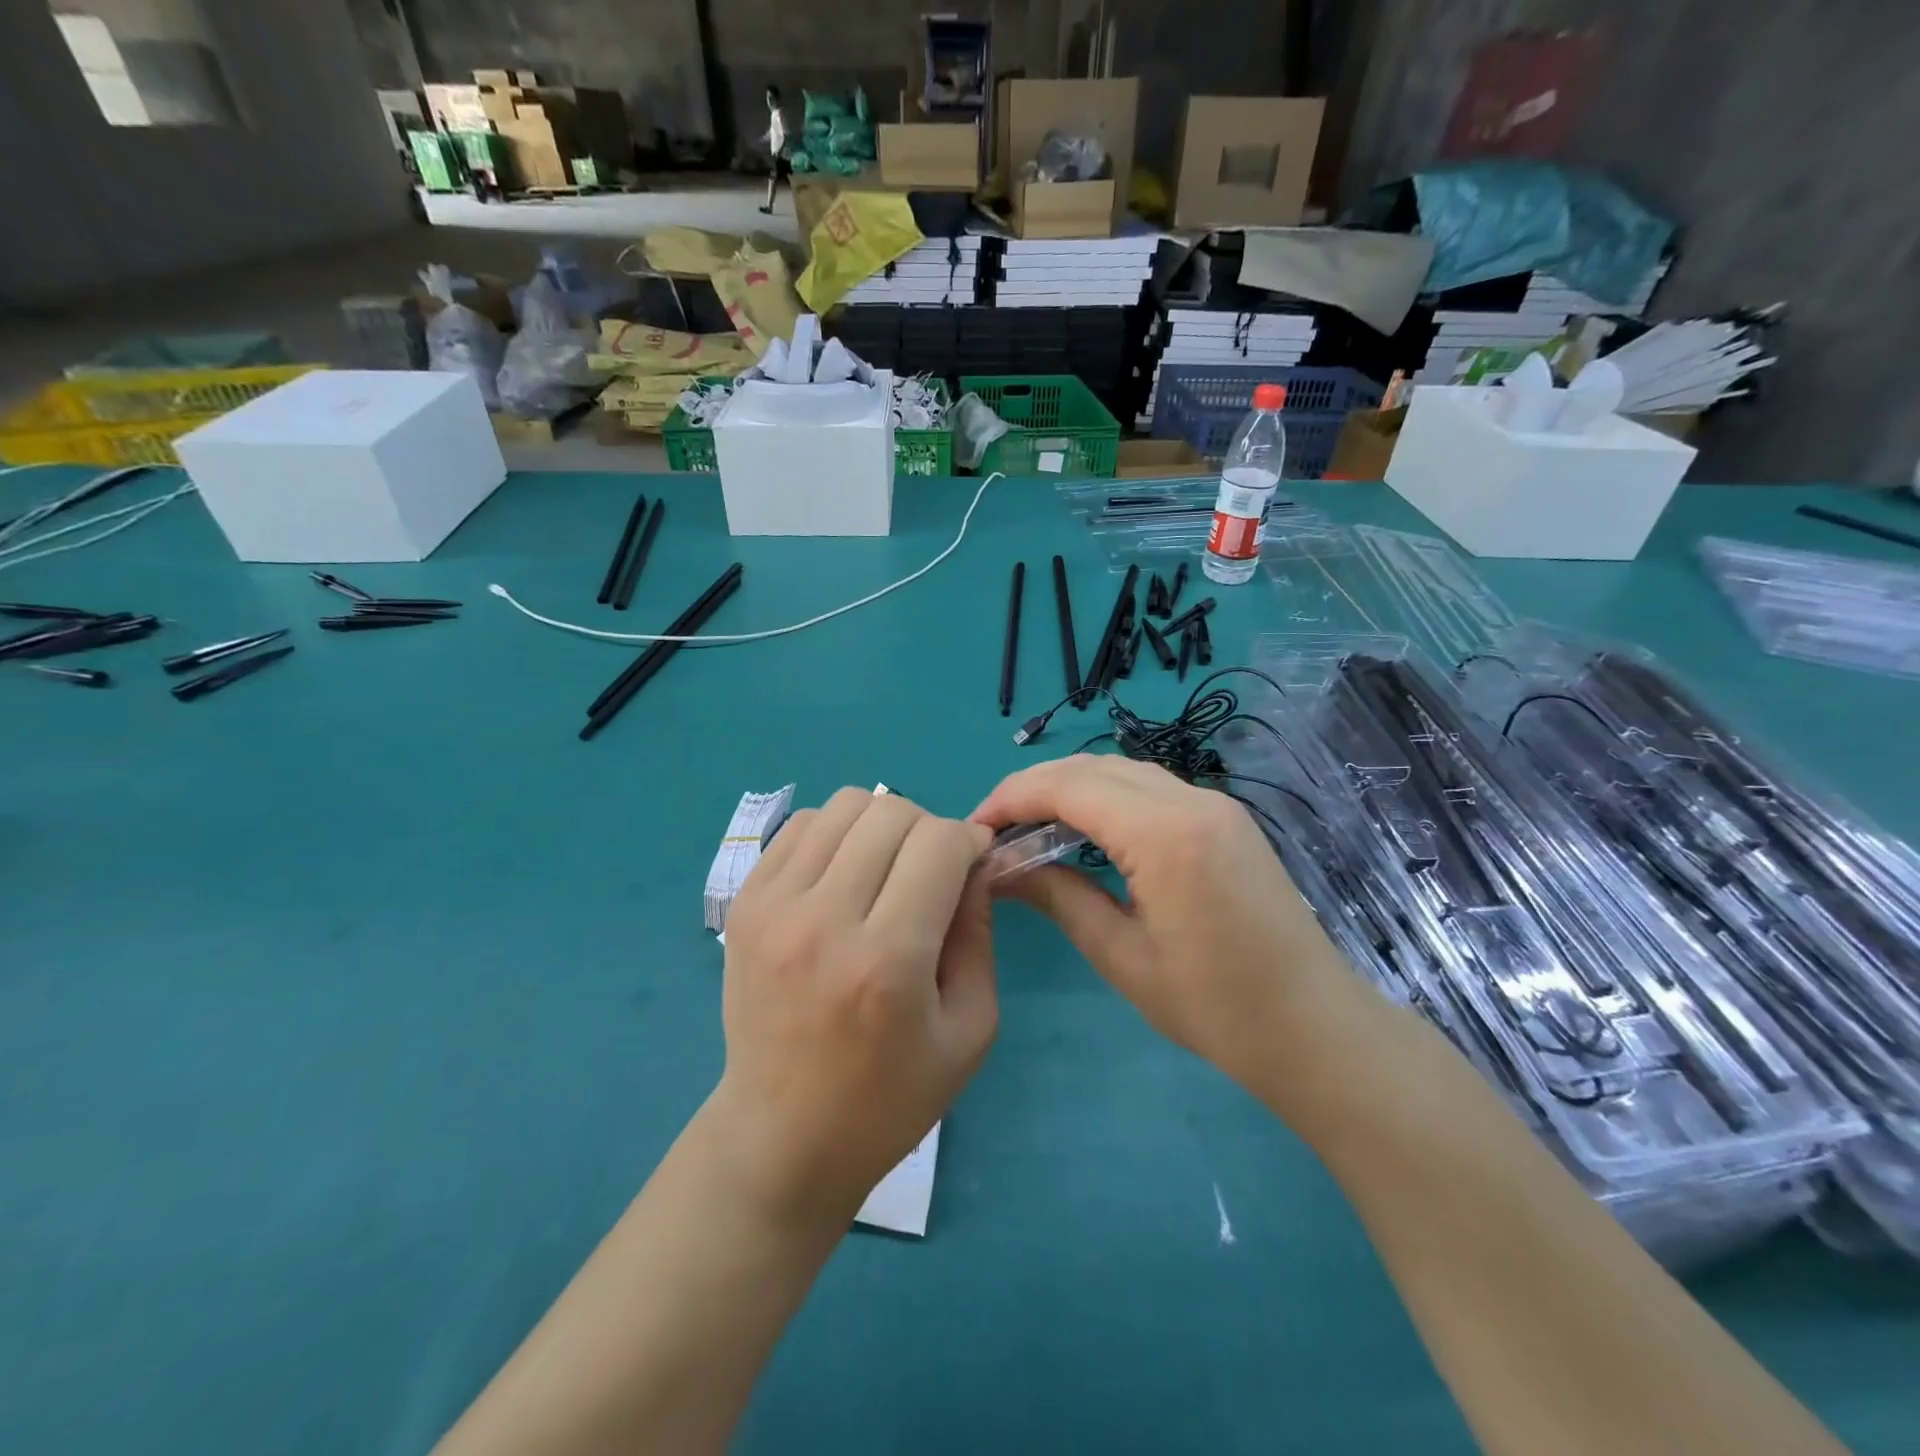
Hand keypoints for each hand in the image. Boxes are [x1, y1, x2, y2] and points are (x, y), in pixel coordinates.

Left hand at [713, 788, 996, 1229]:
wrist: (781, 1137)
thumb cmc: (888, 1099)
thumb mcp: (970, 1031)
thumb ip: (979, 935)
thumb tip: (974, 863)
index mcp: (888, 961)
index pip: (939, 843)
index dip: (970, 840)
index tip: (974, 862)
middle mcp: (824, 920)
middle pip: (892, 811)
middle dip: (929, 828)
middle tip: (932, 870)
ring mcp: (774, 906)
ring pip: (844, 804)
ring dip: (881, 823)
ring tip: (886, 868)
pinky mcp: (745, 903)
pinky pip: (800, 825)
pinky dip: (835, 833)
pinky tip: (844, 874)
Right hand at [972, 755, 1384, 1103]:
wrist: (1316, 1028)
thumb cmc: (1216, 1007)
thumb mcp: (1122, 955)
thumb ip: (1058, 896)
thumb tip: (998, 868)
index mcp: (1165, 834)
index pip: (1069, 786)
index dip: (1013, 797)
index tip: (975, 827)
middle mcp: (1191, 800)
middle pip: (1093, 767)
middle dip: (1035, 786)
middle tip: (996, 827)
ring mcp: (1215, 804)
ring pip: (1122, 770)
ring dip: (1070, 786)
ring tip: (1030, 826)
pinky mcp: (1226, 818)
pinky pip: (1151, 787)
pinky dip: (1106, 796)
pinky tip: (1085, 829)